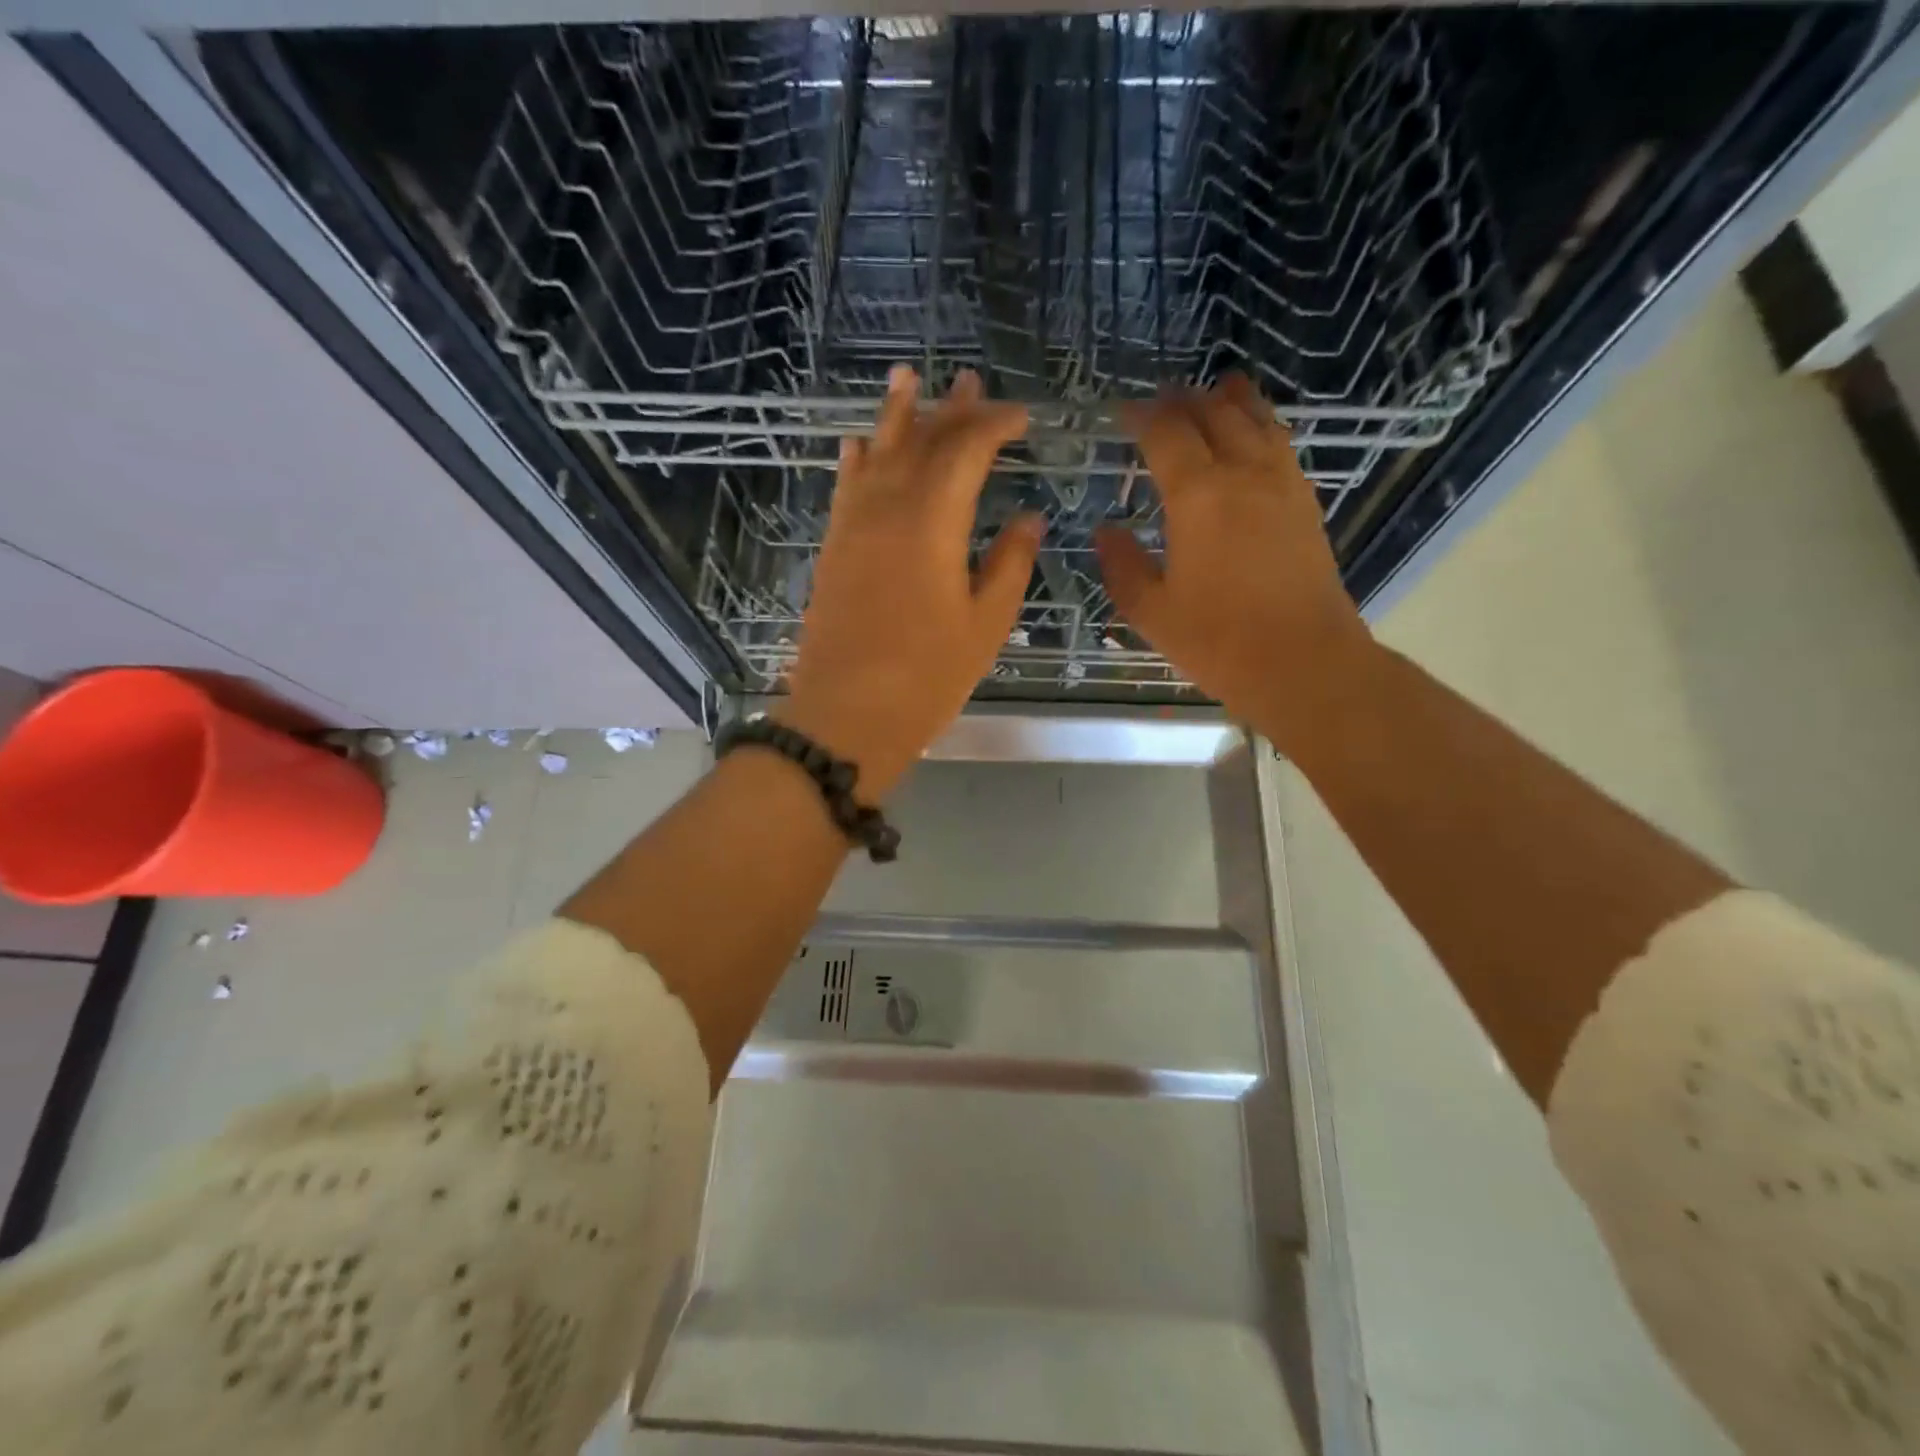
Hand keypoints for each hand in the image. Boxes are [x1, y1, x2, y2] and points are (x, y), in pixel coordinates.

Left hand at [778, 366, 1041, 798]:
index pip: (966, 451)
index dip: (995, 426)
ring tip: (907, 377)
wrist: (846, 715)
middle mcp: (888, 508)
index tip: (1022, 419)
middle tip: (971, 381)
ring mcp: (853, 526)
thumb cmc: (927, 677)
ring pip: (876, 454)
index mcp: (933, 522)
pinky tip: (858, 444)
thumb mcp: (985, 625)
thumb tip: (1029, 519)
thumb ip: (1009, 564)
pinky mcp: (832, 549)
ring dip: (896, 416)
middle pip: (920, 442)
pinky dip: (856, 460)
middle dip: (950, 410)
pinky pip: (845, 488)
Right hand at [1097, 373, 1376, 754]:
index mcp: (1197, 495)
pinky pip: (1281, 444)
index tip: (1121, 412)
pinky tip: (1255, 435)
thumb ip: (1122, 566)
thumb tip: (1106, 531)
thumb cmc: (1218, 641)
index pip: (1165, 432)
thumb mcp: (1151, 611)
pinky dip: (1262, 425)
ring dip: (1231, 400)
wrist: (1304, 662)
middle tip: (1161, 400)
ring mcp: (1282, 484)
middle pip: (1214, 413)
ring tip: (1215, 390)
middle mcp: (1243, 473)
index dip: (1141, 415)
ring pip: (1257, 419)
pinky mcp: (1306, 503)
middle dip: (1184, 400)